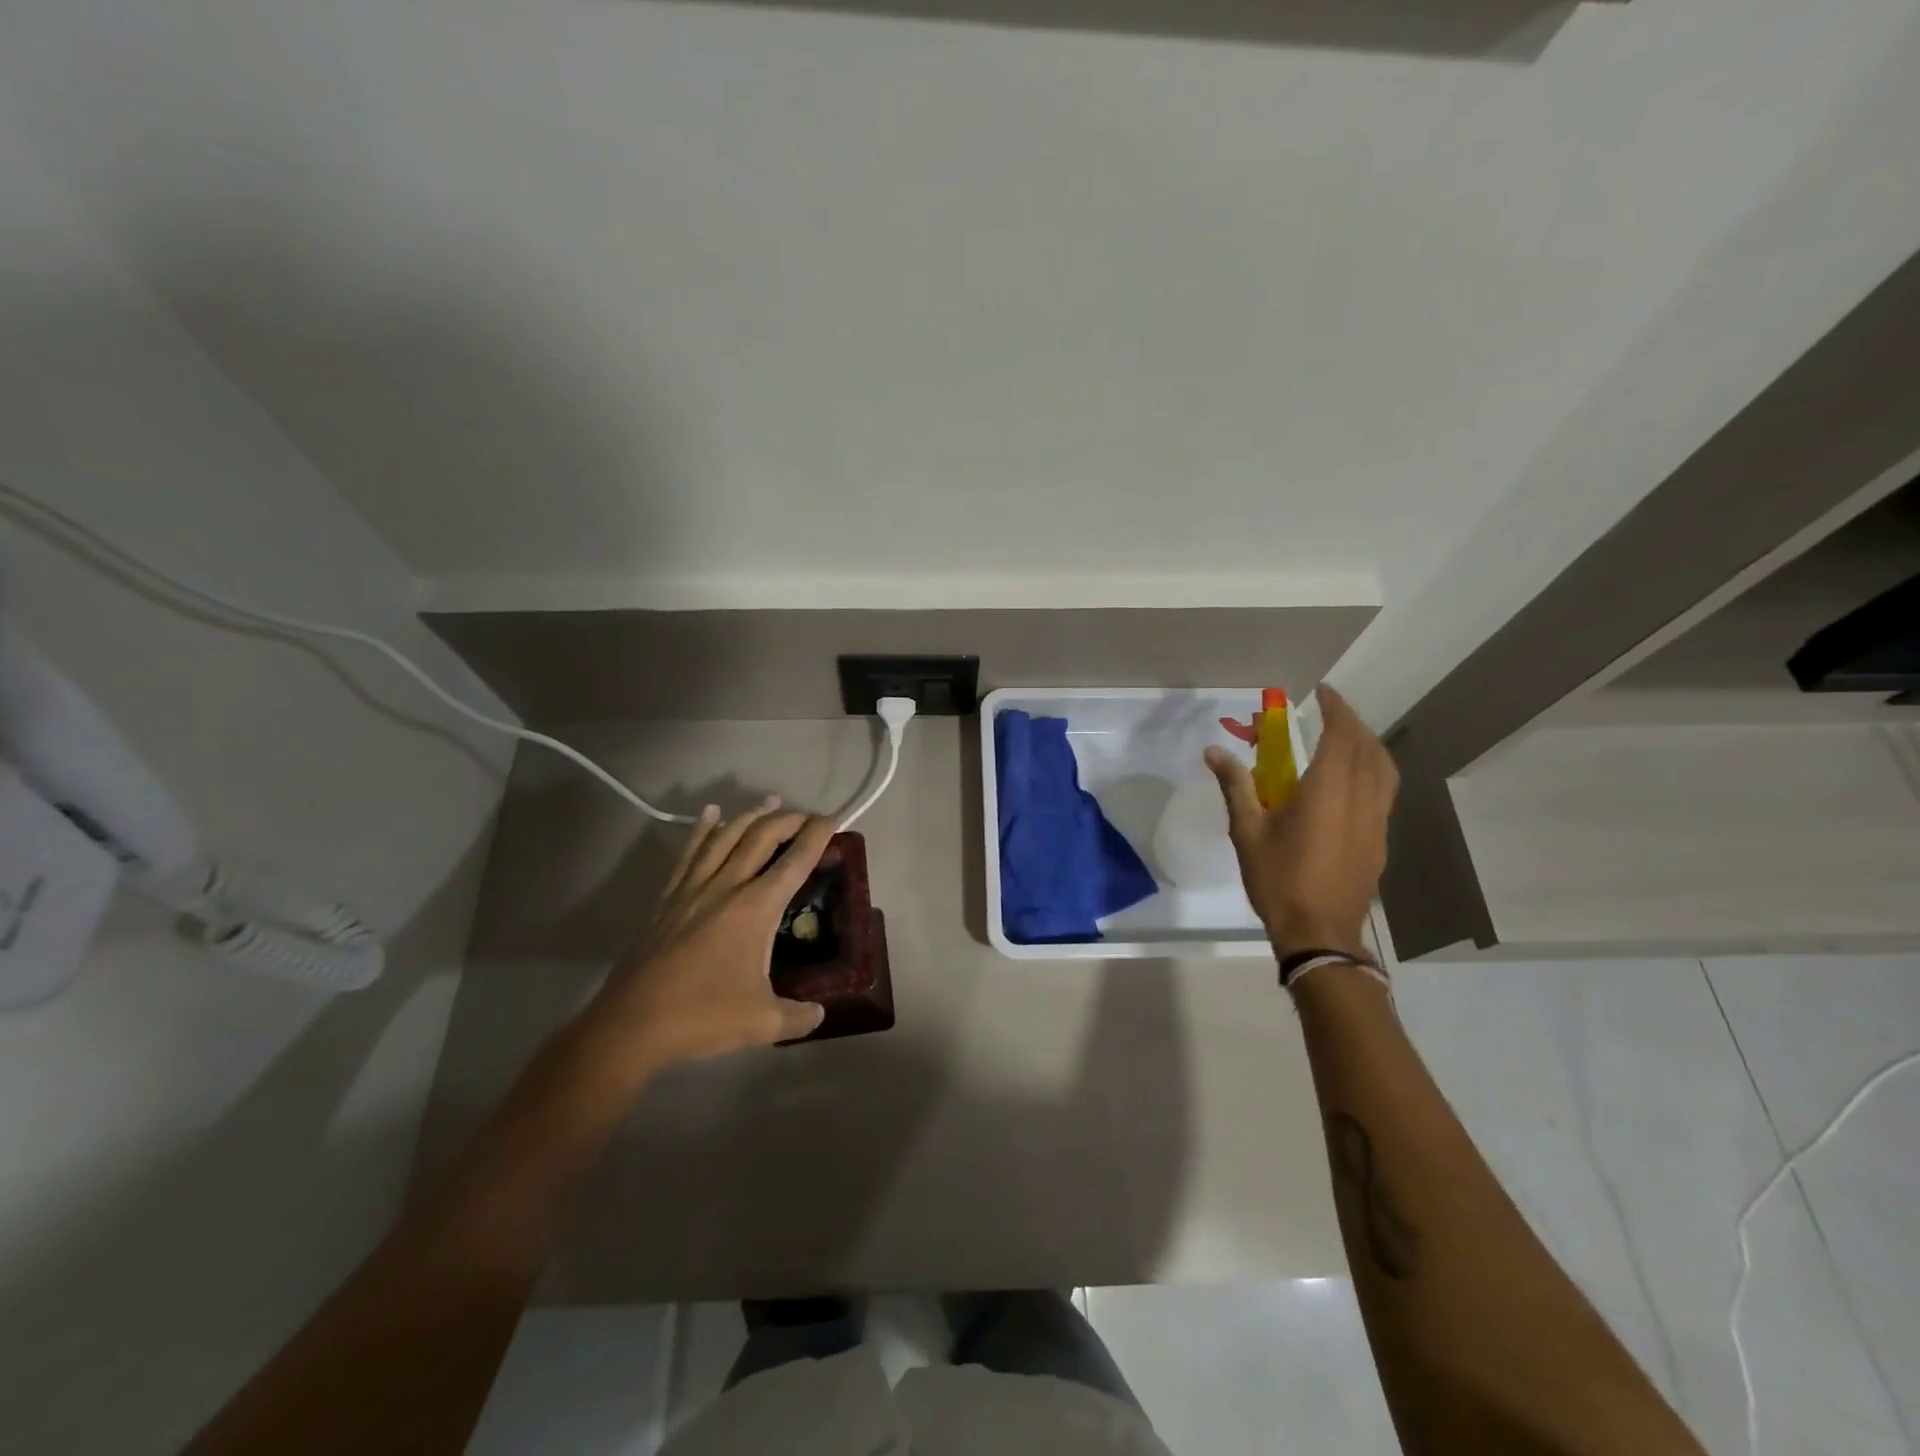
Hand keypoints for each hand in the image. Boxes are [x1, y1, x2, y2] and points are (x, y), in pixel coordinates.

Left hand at [587, 800, 834, 1073]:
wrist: (632, 1024)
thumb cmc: (702, 1016)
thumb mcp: (762, 1022)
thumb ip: (798, 1016)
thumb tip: (819, 1014)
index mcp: (756, 908)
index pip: (795, 861)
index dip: (817, 836)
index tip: (833, 819)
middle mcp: (727, 887)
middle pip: (760, 838)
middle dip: (788, 820)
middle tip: (807, 816)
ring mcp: (693, 889)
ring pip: (725, 837)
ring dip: (750, 816)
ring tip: (770, 802)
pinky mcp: (668, 899)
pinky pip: (689, 853)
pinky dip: (702, 830)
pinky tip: (710, 814)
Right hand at [1204, 685, 1398, 959]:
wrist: (1319, 931)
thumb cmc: (1279, 878)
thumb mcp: (1248, 831)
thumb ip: (1236, 786)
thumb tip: (1214, 751)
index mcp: (1329, 790)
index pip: (1342, 735)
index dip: (1336, 709)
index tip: (1323, 691)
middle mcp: (1361, 798)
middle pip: (1368, 747)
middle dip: (1352, 722)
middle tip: (1330, 711)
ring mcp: (1377, 821)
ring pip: (1384, 769)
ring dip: (1368, 745)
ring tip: (1347, 738)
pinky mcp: (1380, 840)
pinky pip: (1384, 791)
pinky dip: (1373, 770)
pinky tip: (1352, 782)